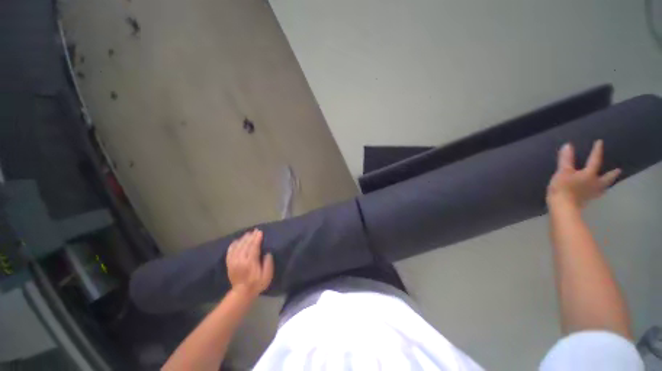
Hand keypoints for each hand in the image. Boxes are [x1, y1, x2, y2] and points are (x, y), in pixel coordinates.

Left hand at [226, 229, 273, 297]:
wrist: (241, 293)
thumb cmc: (256, 284)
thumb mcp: (267, 276)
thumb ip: (268, 264)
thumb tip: (268, 253)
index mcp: (250, 263)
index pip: (253, 247)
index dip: (257, 239)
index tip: (260, 232)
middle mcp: (240, 260)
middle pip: (245, 245)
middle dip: (251, 236)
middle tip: (256, 230)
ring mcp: (233, 261)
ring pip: (238, 246)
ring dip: (243, 238)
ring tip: (249, 233)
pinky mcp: (229, 263)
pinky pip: (230, 251)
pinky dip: (234, 244)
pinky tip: (237, 240)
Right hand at [547, 140, 620, 208]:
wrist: (562, 207)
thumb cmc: (563, 188)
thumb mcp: (563, 172)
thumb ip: (566, 159)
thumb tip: (568, 145)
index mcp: (589, 175)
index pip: (594, 160)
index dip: (596, 151)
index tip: (600, 142)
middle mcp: (595, 183)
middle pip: (606, 178)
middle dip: (612, 174)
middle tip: (618, 170)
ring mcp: (591, 194)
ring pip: (603, 187)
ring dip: (607, 184)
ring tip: (609, 183)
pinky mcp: (586, 201)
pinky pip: (595, 194)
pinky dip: (597, 192)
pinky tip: (596, 193)